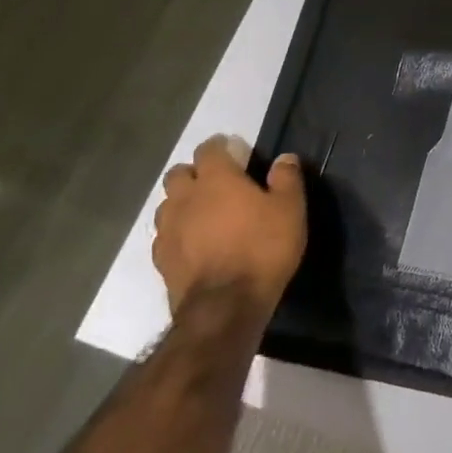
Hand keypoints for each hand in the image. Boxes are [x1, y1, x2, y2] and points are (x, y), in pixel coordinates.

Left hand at [153, 135, 306, 316]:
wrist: (225, 306)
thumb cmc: (263, 248)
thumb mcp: (290, 209)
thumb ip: (286, 179)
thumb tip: (284, 158)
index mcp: (217, 180)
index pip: (208, 150)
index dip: (219, 146)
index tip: (232, 149)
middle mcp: (185, 198)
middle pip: (178, 174)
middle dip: (194, 172)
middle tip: (216, 181)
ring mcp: (168, 230)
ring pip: (166, 204)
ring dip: (181, 201)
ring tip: (202, 212)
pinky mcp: (161, 259)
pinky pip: (164, 234)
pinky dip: (177, 231)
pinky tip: (192, 241)